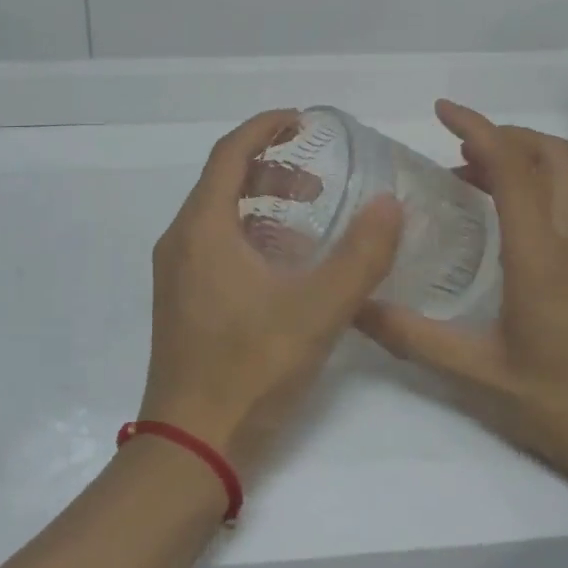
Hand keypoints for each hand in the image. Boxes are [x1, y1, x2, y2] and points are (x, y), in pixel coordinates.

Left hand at [139, 109, 403, 476]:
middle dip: (272, 168)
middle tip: (319, 181)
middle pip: (225, 180)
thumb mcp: (318, 310)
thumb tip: (390, 204)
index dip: (266, 127)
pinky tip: (289, 265)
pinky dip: (253, 235)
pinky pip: (217, 245)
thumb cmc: (250, 370)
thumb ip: (361, 255)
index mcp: (202, 228)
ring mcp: (177, 273)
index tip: (303, 120)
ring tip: (311, 218)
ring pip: (221, 215)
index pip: (230, 152)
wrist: (190, 448)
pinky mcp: (183, 300)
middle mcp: (181, 241)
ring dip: (264, 204)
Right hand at [356, 100, 567, 485]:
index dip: (477, 128)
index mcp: (541, 255)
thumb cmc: (561, 406)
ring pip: (563, 177)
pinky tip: (495, 223)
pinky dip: (529, 188)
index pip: (513, 167)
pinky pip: (563, 204)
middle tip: (455, 145)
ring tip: (465, 177)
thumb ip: (412, 337)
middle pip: (551, 155)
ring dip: (518, 160)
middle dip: (504, 133)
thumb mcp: (477, 374)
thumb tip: (355, 306)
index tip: (441, 110)